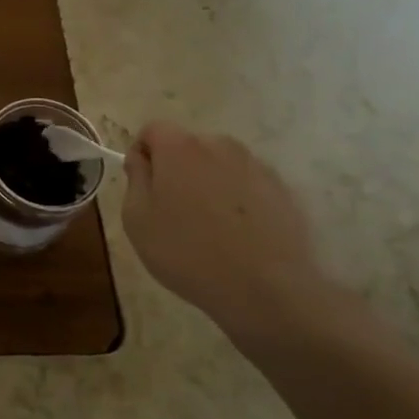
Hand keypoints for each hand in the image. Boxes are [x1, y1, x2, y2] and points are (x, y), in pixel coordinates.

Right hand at [120, 120, 330, 329]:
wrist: (266, 288)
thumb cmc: (187, 252)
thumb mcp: (137, 219)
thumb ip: (135, 179)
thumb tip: (142, 159)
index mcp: (180, 147)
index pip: (153, 130)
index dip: (142, 154)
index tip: (142, 187)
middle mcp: (220, 145)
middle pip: (188, 146)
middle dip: (176, 168)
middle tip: (172, 211)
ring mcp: (256, 166)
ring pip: (219, 165)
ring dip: (208, 183)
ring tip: (208, 226)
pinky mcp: (283, 190)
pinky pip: (247, 185)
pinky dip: (237, 200)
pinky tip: (237, 235)